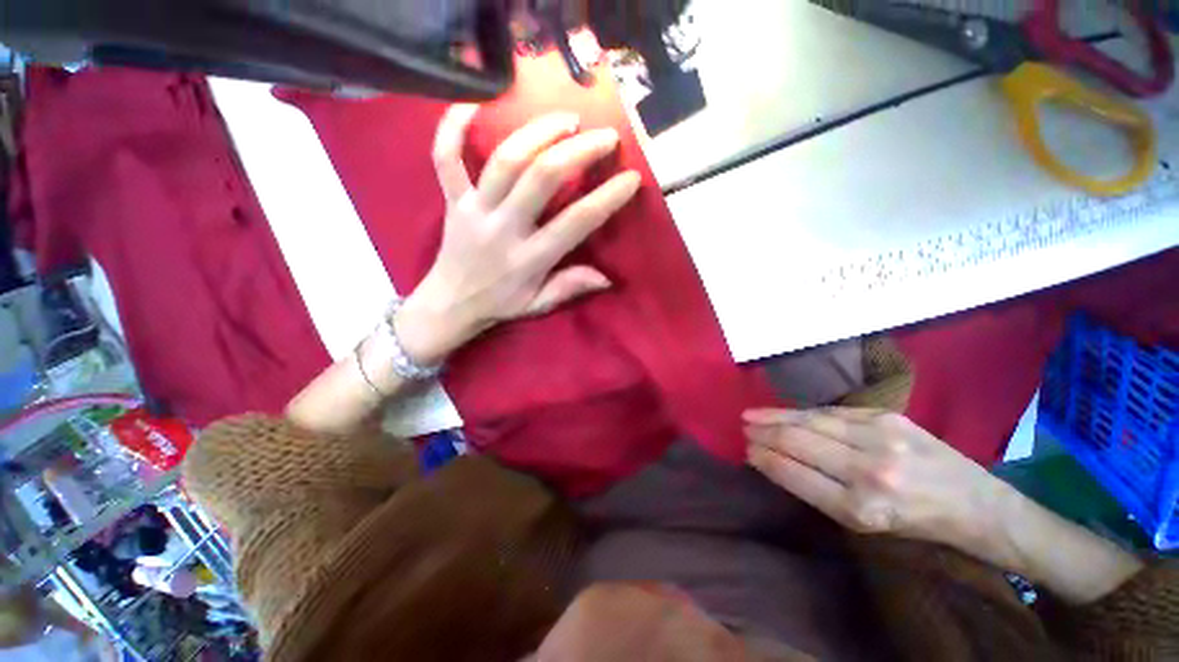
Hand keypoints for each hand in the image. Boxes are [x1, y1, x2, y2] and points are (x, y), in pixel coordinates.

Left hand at [397, 104, 642, 364]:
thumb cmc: (500, 304)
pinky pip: (445, 158)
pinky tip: (472, 102)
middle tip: (605, 136)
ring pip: (504, 160)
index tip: (631, 178)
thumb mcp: (538, 304)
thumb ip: (569, 287)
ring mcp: (475, 209)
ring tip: (566, 118)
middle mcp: (503, 229)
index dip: (607, 197)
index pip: (575, 222)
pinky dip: (451, 126)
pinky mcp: (453, 199)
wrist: (450, 303)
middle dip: (578, 151)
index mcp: (529, 259)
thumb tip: (608, 277)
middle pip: (541, 177)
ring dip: (538, 132)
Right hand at [744, 407, 1006, 546]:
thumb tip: (774, 461)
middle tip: (743, 426)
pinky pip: (833, 412)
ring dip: (776, 416)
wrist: (978, 504)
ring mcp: (880, 439)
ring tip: (753, 414)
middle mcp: (869, 471)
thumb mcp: (866, 524)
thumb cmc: (916, 523)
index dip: (766, 459)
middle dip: (765, 433)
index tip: (747, 450)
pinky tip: (788, 412)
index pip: (796, 475)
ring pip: (812, 420)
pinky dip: (805, 412)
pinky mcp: (889, 417)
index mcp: (862, 509)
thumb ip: (818, 490)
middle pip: (799, 442)